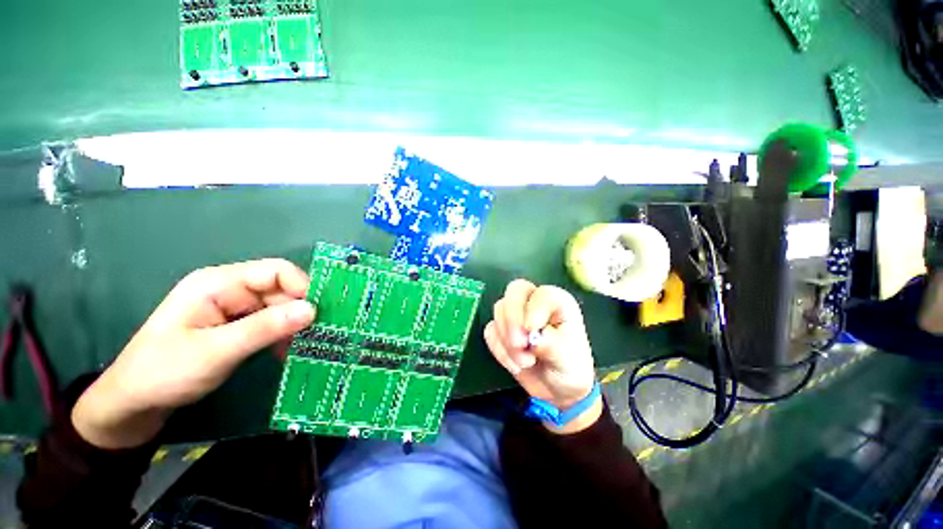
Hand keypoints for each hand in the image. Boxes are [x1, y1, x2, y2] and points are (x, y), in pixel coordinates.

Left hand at [72, 259, 315, 448]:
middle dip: (301, 311)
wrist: (133, 403)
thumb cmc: (165, 372)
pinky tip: (287, 352)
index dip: (302, 287)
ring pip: (280, 308)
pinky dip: (283, 336)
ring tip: (305, 347)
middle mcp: (230, 290)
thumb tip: (313, 310)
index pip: (275, 271)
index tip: (319, 313)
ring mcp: (234, 308)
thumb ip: (264, 328)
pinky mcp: (237, 325)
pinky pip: (271, 323)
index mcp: (219, 284)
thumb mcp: (215, 351)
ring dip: (294, 326)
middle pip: (281, 290)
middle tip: (318, 335)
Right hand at [484, 280, 599, 433]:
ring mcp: (516, 314)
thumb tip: (532, 338)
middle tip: (519, 344)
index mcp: (557, 303)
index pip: (541, 294)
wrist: (557, 390)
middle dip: (512, 317)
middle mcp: (535, 303)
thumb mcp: (568, 359)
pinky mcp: (502, 329)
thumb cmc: (570, 367)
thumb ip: (552, 344)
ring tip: (526, 362)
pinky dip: (499, 349)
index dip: (533, 310)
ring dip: (507, 339)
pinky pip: (490, 331)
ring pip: (499, 311)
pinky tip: (515, 364)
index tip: (532, 331)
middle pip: (515, 291)